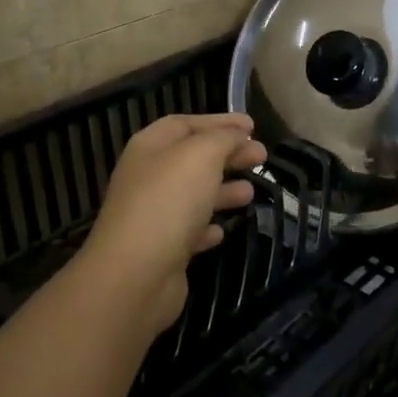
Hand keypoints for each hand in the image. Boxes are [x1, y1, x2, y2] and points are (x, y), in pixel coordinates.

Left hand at [73, 113, 267, 336]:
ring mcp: (153, 215)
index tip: (253, 126)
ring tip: (252, 191)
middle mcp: (147, 177)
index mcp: (150, 147)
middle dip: (228, 154)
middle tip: (262, 156)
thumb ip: (223, 139)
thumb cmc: (169, 201)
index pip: (186, 124)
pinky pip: (188, 231)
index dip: (219, 122)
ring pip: (193, 195)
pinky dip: (207, 226)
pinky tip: (223, 230)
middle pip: (192, 158)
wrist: (136, 274)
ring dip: (223, 190)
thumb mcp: (201, 155)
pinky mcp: (162, 250)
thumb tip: (238, 135)